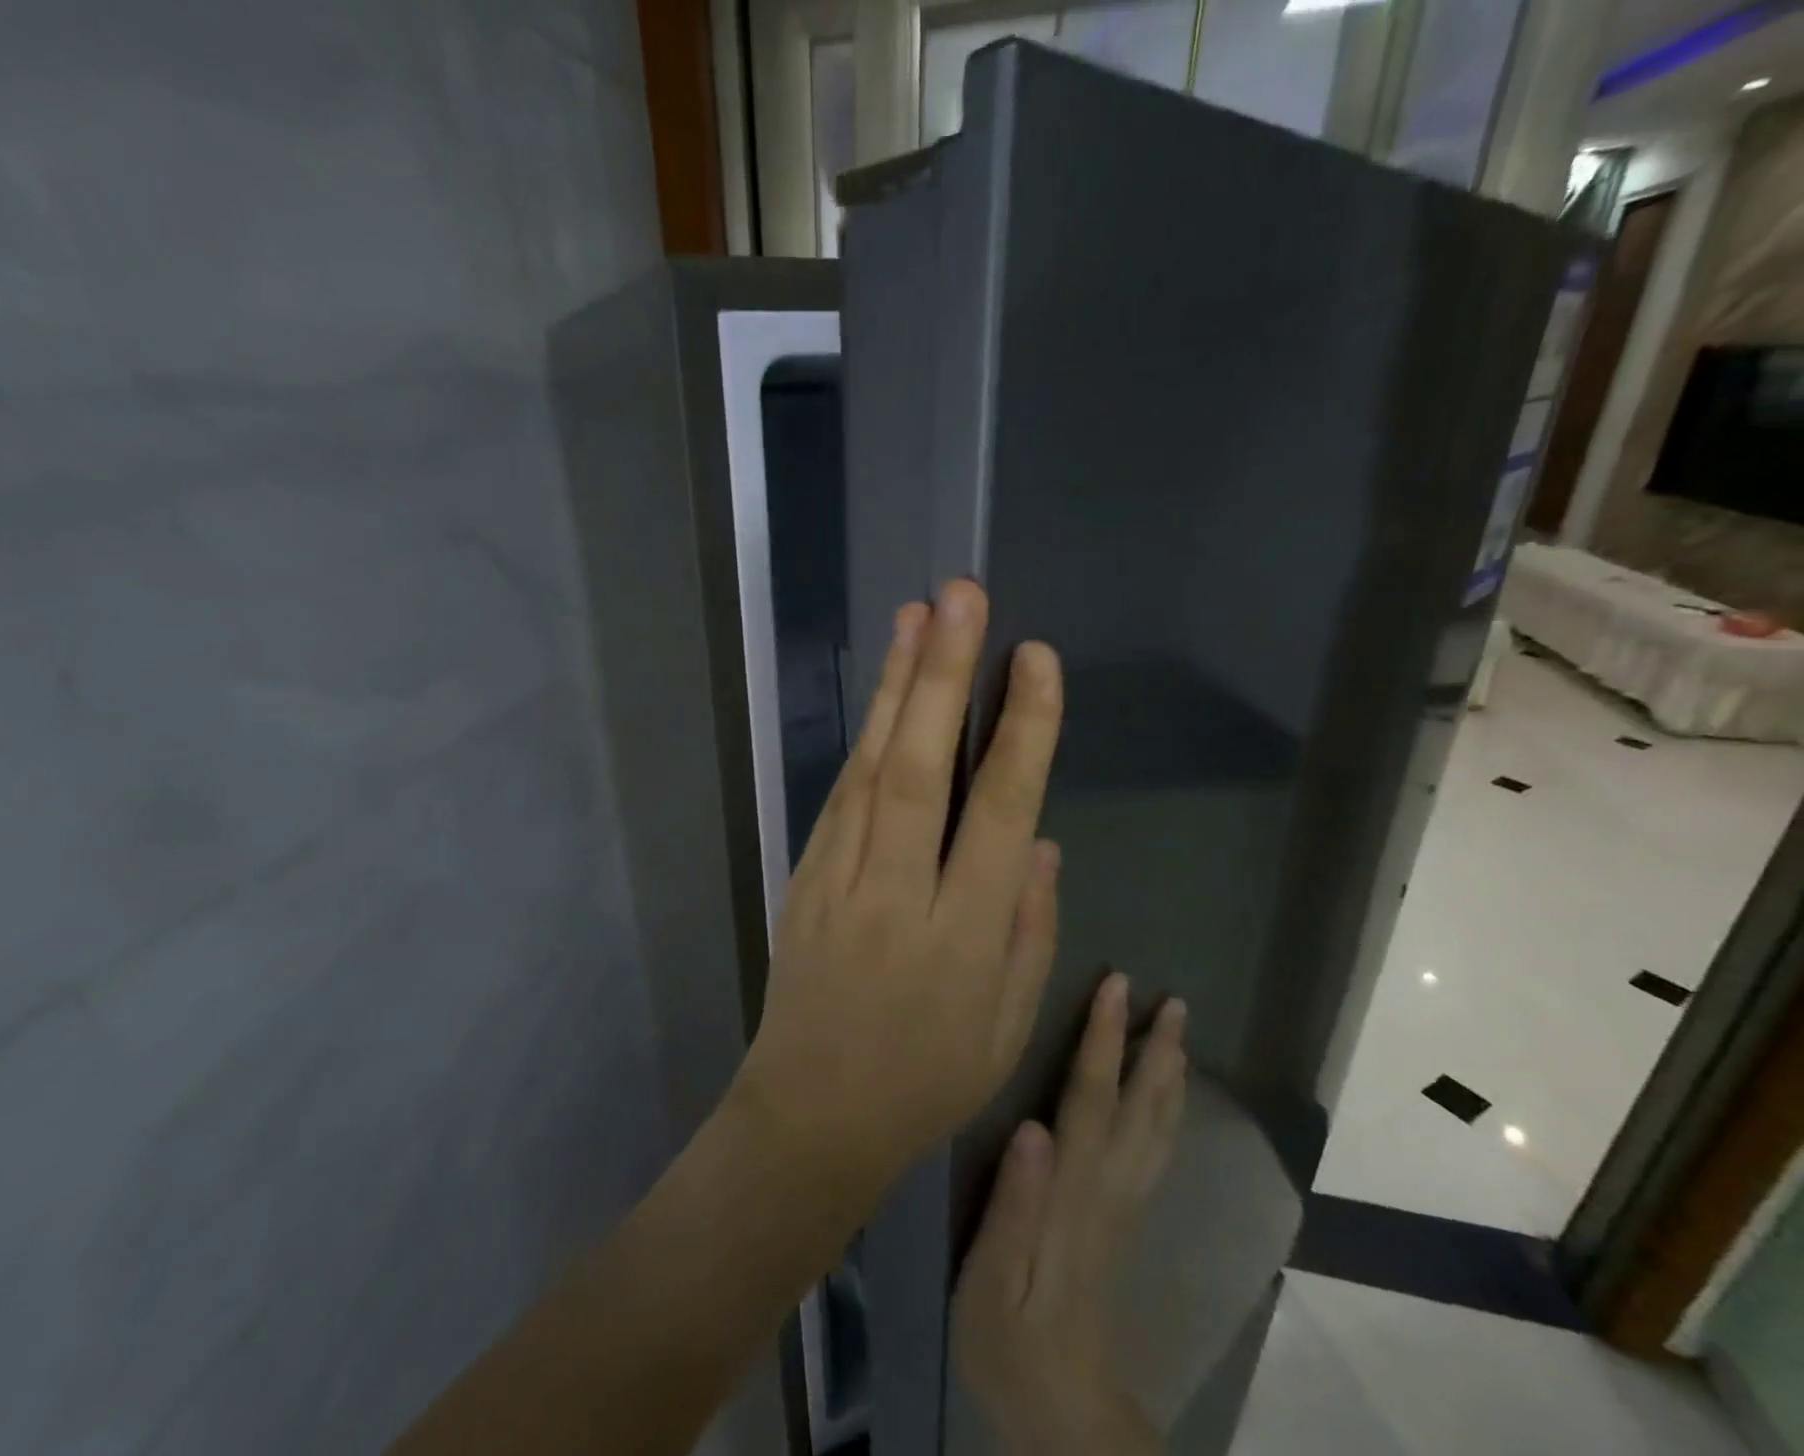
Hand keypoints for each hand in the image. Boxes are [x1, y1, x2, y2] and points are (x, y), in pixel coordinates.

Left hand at [733, 580, 1064, 1204]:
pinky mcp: (803, 876)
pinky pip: (841, 794)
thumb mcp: (1007, 1027)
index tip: (1035, 661)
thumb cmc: (926, 1079)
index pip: (998, 814)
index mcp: (962, 936)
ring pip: (870, 767)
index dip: (1020, 732)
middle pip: (919, 769)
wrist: (811, 1113)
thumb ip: (1029, 929)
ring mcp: (838, 879)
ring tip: (919, 615)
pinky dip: (866, 734)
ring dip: (895, 686)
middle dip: (942, 676)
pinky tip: (885, 689)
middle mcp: (897, 893)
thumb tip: (1038, 839)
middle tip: (962, 597)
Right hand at [953, 976, 1187, 1455]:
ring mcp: (1125, 1205)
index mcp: (1073, 1193)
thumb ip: (1012, 1206)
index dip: (1103, 1040)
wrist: (1063, 1414)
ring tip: (1178, 1030)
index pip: (1091, 1100)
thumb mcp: (991, 1281)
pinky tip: (1167, 1095)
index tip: (1114, 986)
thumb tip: (1032, 1125)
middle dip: (1155, 1048)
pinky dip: (1168, 1111)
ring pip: (1158, 1128)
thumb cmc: (1009, 1341)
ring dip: (1169, 1073)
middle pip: (1140, 1108)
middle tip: (1172, 999)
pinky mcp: (1126, 1219)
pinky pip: (1158, 1150)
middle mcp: (1110, 1190)